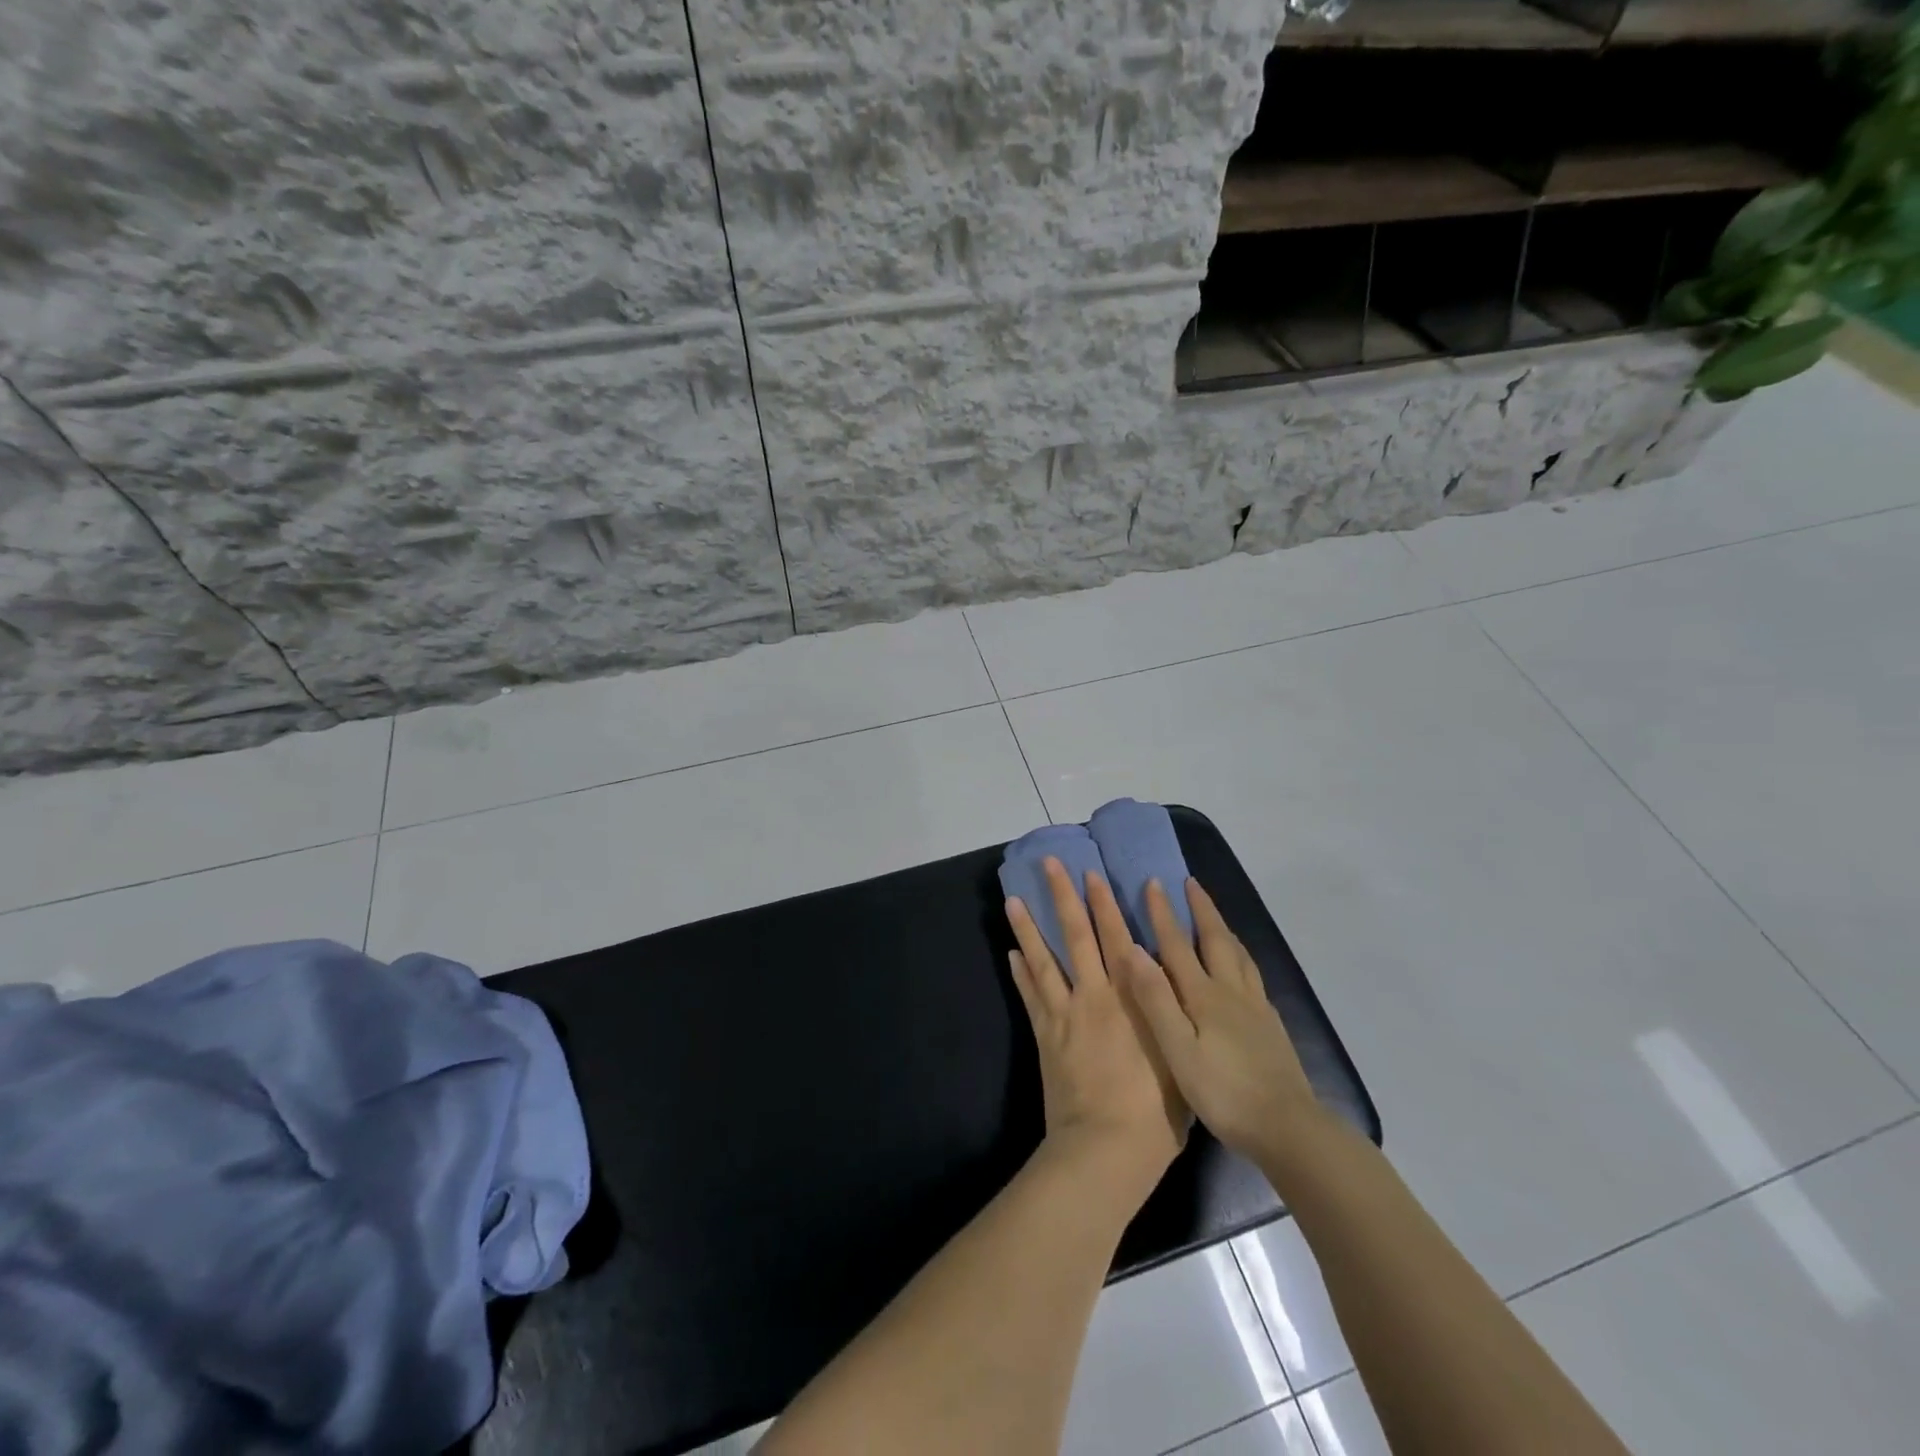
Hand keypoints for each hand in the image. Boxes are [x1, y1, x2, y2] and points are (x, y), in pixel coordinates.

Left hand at [1006, 859, 1188, 1192]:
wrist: (1106, 1149)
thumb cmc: (1155, 1113)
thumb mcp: (1179, 1059)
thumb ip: (1170, 1018)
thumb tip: (1169, 987)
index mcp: (1132, 999)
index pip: (1117, 939)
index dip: (1105, 905)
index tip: (1094, 874)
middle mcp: (1096, 996)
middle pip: (1077, 936)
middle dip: (1064, 897)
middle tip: (1050, 865)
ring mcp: (1065, 1013)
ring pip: (1044, 959)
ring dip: (1028, 927)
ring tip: (1013, 899)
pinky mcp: (1044, 1035)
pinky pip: (1031, 996)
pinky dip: (1020, 973)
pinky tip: (1011, 953)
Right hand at [1117, 878, 1323, 1169]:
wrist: (1288, 1128)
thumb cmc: (1224, 1092)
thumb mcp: (1178, 1050)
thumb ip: (1157, 1000)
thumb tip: (1134, 950)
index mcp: (1204, 996)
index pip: (1178, 945)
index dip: (1164, 913)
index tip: (1154, 882)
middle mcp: (1231, 992)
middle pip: (1216, 940)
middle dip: (1200, 910)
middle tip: (1190, 883)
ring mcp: (1256, 1008)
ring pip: (1238, 955)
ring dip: (1223, 928)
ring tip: (1214, 915)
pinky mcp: (1271, 1025)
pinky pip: (1252, 975)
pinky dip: (1241, 956)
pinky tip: (1242, 967)